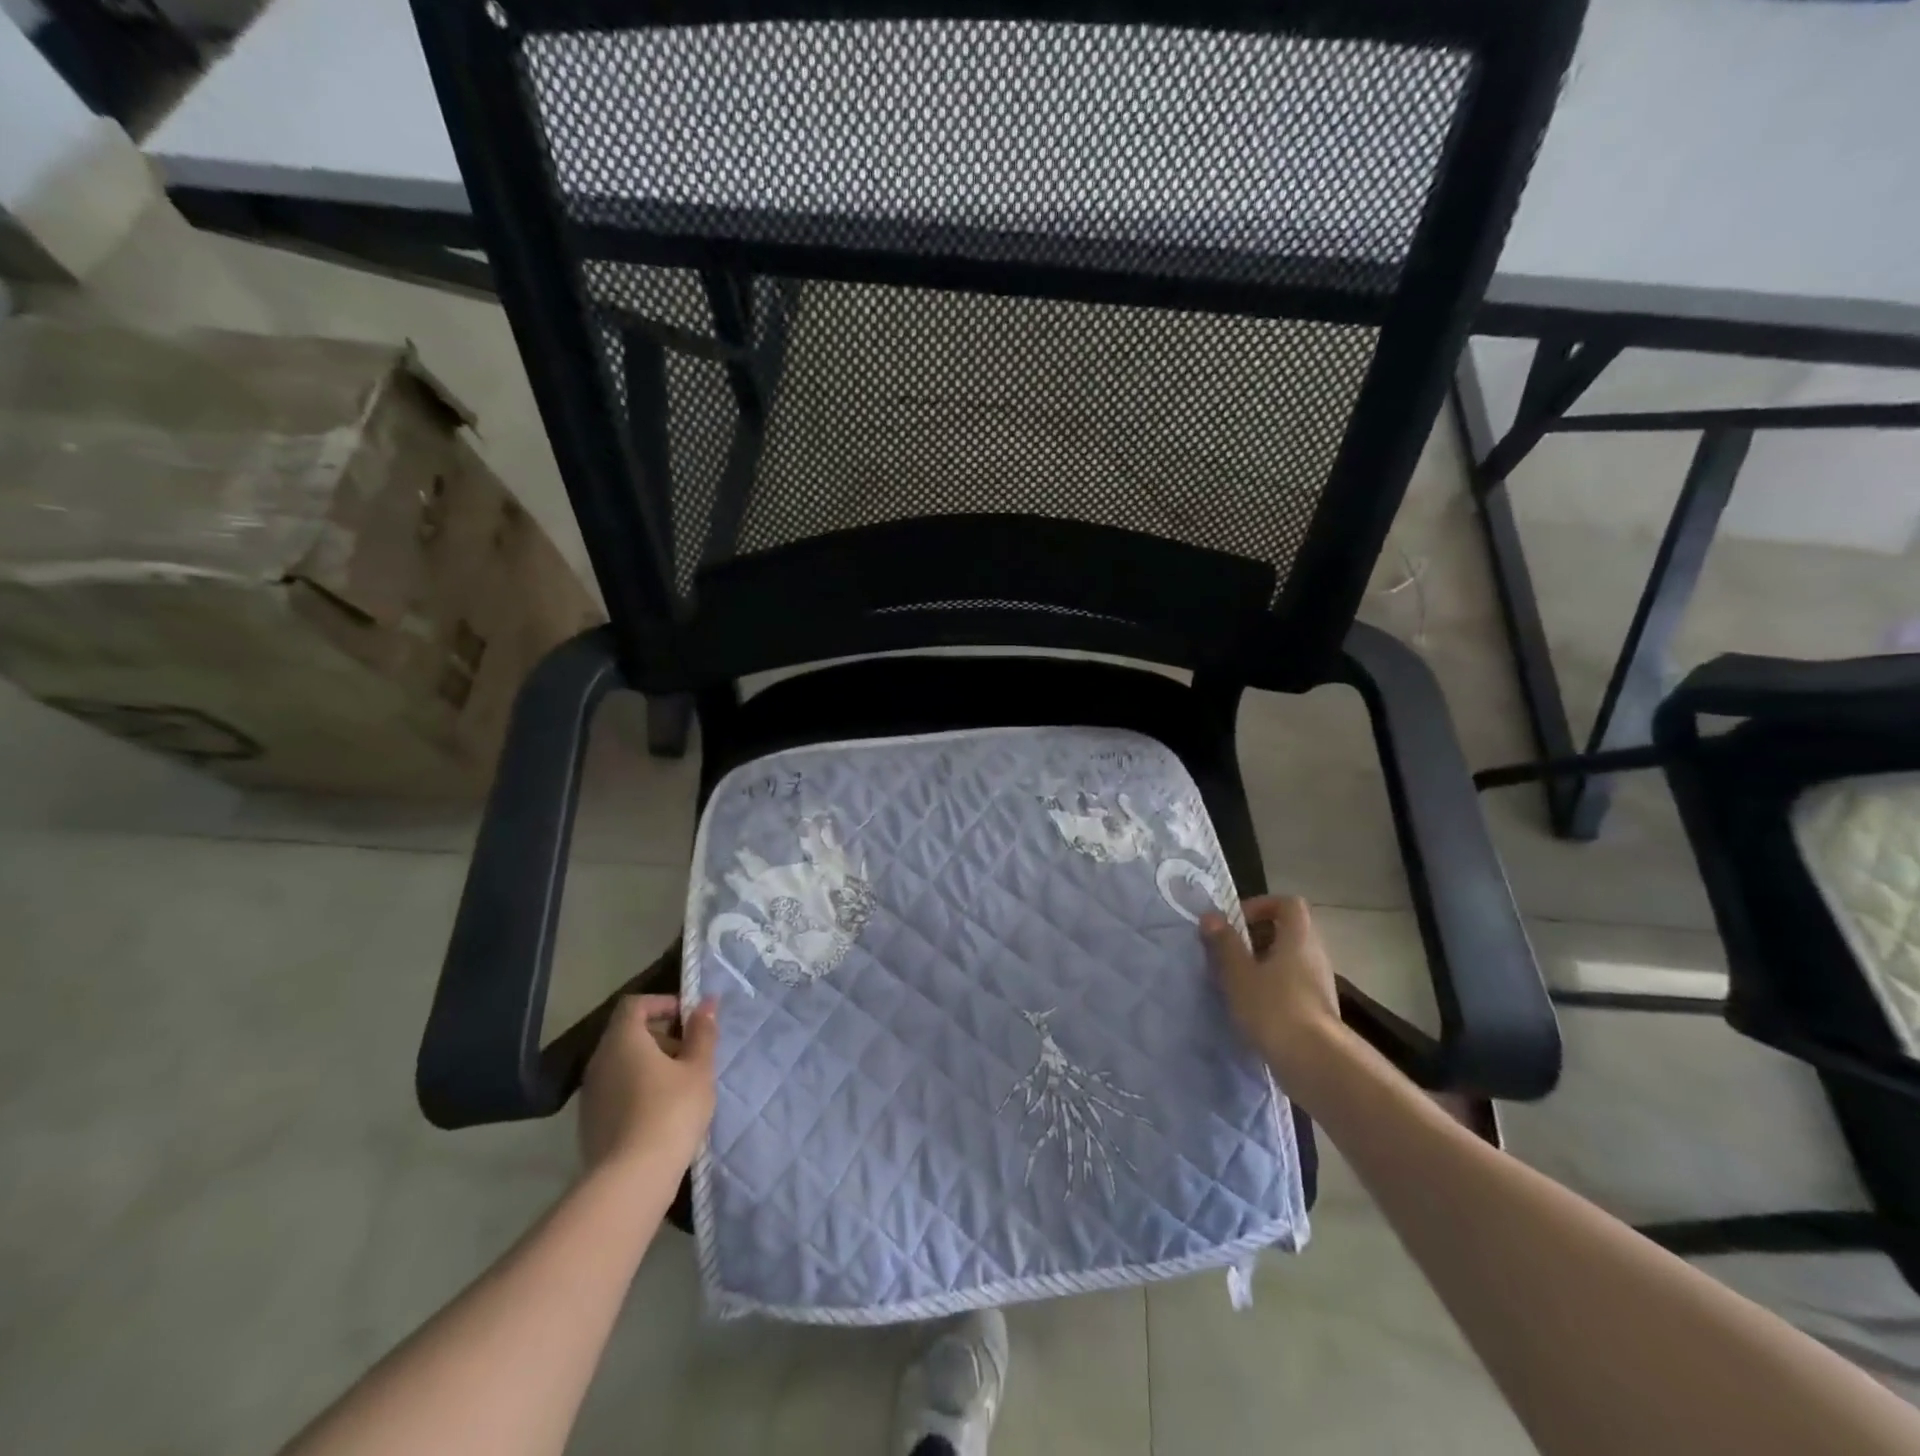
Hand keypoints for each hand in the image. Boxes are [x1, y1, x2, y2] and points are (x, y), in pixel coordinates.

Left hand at [578, 994, 717, 1180]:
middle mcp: (599, 1060)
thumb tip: (706, 1002)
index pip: (635, 1004)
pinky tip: (661, 1112)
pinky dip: (638, 1089)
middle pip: (628, 1034)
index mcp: (622, 1040)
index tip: (688, 1018)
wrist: (631, 1180)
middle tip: (691, 1054)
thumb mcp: (698, 1069)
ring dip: (650, 1064)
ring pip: (622, 1064)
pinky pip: (616, 1090)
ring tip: (681, 1085)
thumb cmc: (671, 1111)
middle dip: (661, 1036)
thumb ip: (702, 1033)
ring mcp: (590, 1094)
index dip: (662, 1003)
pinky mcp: (589, 1122)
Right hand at [1200, 896, 1343, 1082]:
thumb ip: (1224, 943)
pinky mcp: (1318, 1010)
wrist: (1316, 1064)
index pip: (1288, 904)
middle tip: (1229, 952)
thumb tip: (1211, 916)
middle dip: (1256, 937)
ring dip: (1262, 964)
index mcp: (1298, 938)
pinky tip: (1252, 1008)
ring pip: (1289, 960)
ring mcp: (1319, 984)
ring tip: (1236, 981)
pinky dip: (1272, 988)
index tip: (1236, 922)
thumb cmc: (1274, 1008)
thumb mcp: (1239, 973)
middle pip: (1288, 931)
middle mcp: (1314, 955)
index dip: (1262, 905)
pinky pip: (1292, 985)